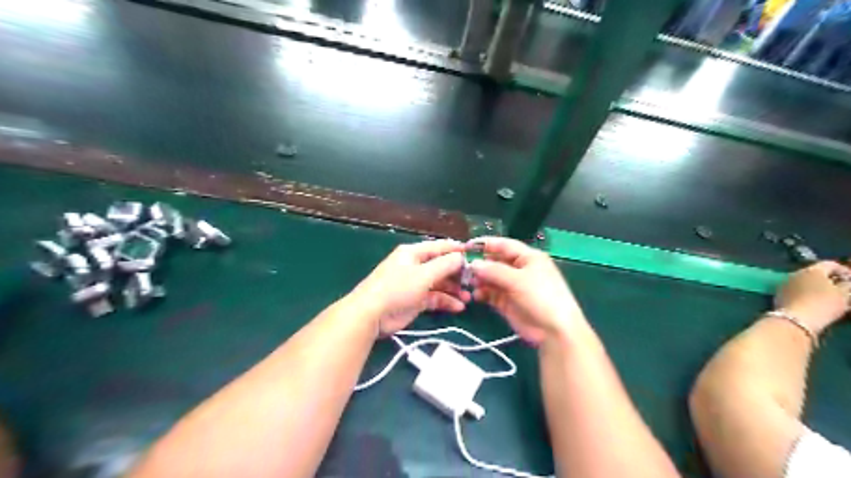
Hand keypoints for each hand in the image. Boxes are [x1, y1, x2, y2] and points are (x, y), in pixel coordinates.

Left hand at [352, 239, 471, 335]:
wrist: (371, 314)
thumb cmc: (397, 288)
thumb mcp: (423, 275)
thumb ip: (444, 265)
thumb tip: (461, 257)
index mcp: (413, 253)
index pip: (439, 247)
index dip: (457, 250)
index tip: (475, 255)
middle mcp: (415, 266)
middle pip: (441, 266)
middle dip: (458, 273)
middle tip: (475, 281)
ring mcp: (415, 284)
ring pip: (440, 283)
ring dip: (454, 289)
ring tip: (469, 297)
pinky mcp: (415, 301)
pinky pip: (435, 298)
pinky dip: (446, 301)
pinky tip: (458, 307)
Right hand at [465, 237, 584, 344]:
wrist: (554, 331)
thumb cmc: (541, 297)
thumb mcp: (518, 280)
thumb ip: (494, 271)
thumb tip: (473, 264)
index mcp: (528, 258)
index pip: (504, 245)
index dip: (486, 244)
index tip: (467, 246)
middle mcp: (519, 269)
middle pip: (495, 261)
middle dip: (480, 264)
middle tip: (463, 268)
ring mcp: (513, 286)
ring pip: (491, 278)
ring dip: (480, 280)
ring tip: (469, 283)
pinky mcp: (507, 302)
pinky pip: (491, 294)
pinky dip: (483, 293)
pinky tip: (476, 296)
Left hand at [776, 262, 850, 331]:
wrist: (796, 319)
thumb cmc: (823, 304)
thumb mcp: (844, 294)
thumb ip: (847, 285)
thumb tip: (846, 282)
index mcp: (812, 270)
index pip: (830, 264)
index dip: (844, 271)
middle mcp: (795, 273)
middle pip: (815, 273)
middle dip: (829, 281)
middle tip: (842, 291)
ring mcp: (785, 284)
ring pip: (805, 283)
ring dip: (817, 288)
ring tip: (829, 298)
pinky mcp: (779, 295)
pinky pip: (796, 291)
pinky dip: (806, 294)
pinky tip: (813, 303)